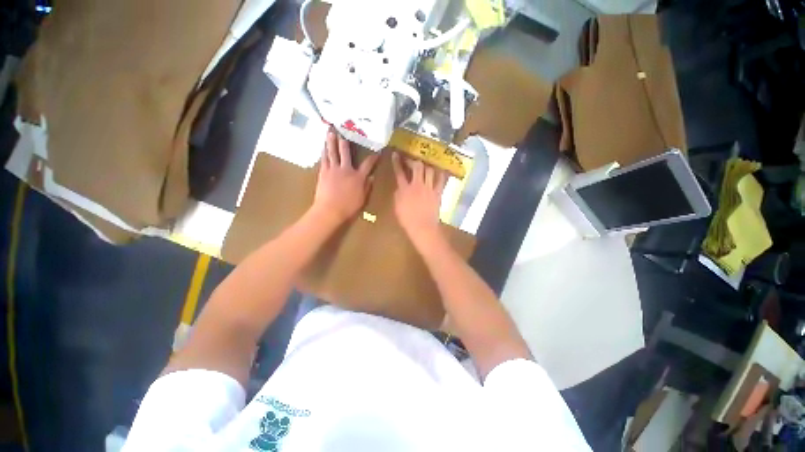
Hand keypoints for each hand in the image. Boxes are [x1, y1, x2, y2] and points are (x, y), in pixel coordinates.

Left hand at [313, 130, 378, 222]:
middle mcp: (346, 169)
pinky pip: (324, 159)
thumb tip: (372, 177)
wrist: (330, 210)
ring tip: (330, 131)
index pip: (368, 164)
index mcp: (358, 177)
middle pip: (346, 152)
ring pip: (333, 152)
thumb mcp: (363, 199)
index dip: (373, 157)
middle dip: (345, 141)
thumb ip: (367, 187)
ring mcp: (334, 169)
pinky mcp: (323, 172)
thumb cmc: (349, 207)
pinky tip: (323, 146)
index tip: (377, 152)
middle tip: (343, 131)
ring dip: (331, 141)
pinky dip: (324, 151)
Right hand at [392, 152, 447, 244]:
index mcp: (404, 189)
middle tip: (411, 159)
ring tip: (424, 165)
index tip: (396, 155)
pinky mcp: (437, 193)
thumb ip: (398, 194)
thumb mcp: (397, 207)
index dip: (397, 162)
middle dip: (413, 160)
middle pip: (417, 167)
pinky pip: (440, 180)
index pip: (400, 172)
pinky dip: (440, 173)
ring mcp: (429, 188)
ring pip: (429, 170)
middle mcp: (417, 185)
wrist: (422, 228)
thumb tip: (400, 187)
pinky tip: (439, 170)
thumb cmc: (407, 220)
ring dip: (426, 165)